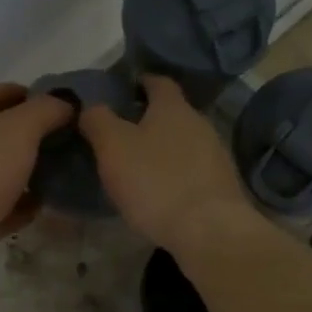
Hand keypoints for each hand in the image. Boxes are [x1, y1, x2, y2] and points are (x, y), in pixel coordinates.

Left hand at [0, 83, 72, 260]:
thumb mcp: (22, 129)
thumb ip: (46, 110)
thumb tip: (64, 104)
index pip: (1, 91)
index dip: (33, 96)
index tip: (62, 111)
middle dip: (30, 139)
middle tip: (61, 147)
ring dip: (22, 174)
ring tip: (52, 181)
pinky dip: (12, 205)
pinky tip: (33, 211)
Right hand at [79, 75, 256, 255]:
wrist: (208, 230)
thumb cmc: (155, 182)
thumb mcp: (112, 147)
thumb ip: (97, 120)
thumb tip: (89, 105)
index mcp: (173, 107)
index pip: (157, 81)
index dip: (138, 82)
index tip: (119, 91)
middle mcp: (199, 122)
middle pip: (171, 112)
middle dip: (148, 119)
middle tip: (120, 134)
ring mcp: (216, 154)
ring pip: (183, 142)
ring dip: (162, 149)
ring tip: (138, 165)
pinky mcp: (221, 184)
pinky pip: (192, 169)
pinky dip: (175, 173)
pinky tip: (160, 191)